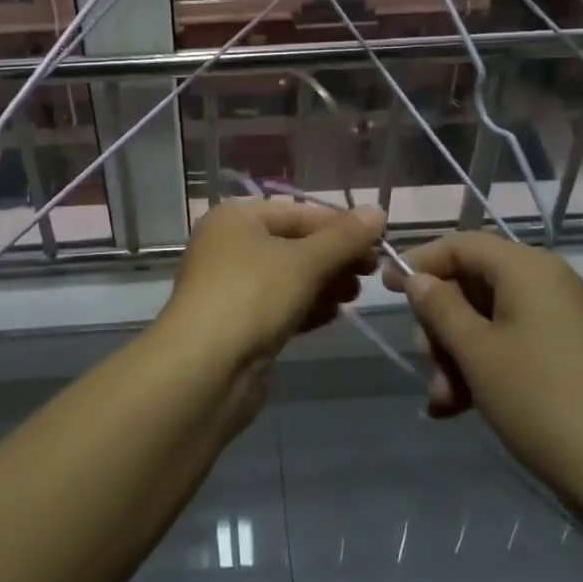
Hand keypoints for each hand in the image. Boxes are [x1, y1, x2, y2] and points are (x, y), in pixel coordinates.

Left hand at [158, 199, 384, 372]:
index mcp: (236, 218)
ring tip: (354, 296)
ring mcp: (231, 287)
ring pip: (287, 277)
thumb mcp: (305, 262)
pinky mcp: (238, 323)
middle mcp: (229, 246)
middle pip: (293, 244)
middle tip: (371, 273)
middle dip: (333, 257)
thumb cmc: (252, 296)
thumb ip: (344, 238)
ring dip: (323, 283)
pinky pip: (279, 305)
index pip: (297, 212)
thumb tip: (378, 211)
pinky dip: (306, 307)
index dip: (339, 225)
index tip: (377, 243)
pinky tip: (332, 315)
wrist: (204, 370)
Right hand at [387, 233, 582, 555]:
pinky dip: (484, 368)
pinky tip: (460, 407)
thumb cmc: (540, 399)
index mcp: (526, 268)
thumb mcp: (476, 352)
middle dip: (440, 324)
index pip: (461, 244)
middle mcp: (546, 282)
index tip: (385, 287)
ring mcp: (560, 319)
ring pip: (488, 320)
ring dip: (457, 354)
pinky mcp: (568, 354)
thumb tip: (417, 279)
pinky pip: (512, 344)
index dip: (419, 261)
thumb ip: (439, 307)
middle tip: (424, 360)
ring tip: (443, 400)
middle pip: (472, 283)